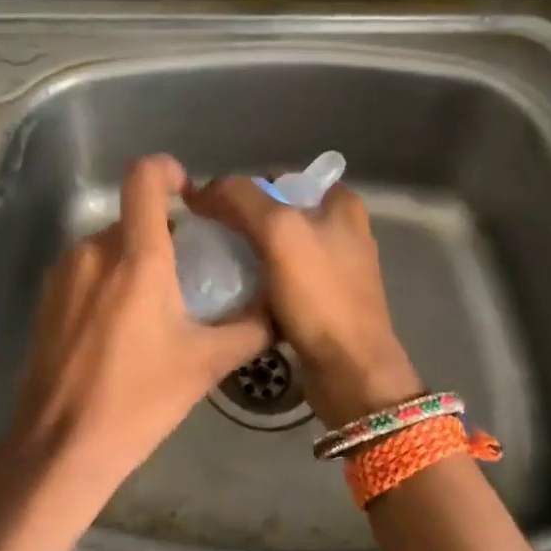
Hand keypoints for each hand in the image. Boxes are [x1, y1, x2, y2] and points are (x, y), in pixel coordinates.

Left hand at [0, 155, 273, 501]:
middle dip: (161, 235)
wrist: (61, 447)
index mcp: (137, 259)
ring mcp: (64, 271)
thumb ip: (250, 327)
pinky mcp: (46, 295)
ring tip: (154, 307)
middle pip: (133, 217)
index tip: (187, 191)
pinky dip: (108, 279)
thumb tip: (279, 306)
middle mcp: (95, 251)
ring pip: (108, 244)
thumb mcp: (206, 365)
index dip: (166, 170)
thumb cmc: (139, 402)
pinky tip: (119, 326)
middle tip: (187, 274)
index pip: (144, 178)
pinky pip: (86, 268)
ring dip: (134, 260)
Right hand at [185, 178, 420, 426]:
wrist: (350, 372)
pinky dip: (255, 283)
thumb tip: (200, 190)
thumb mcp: (279, 232)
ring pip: (274, 248)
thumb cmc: (320, 296)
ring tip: (212, 264)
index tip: (208, 208)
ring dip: (244, 253)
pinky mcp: (321, 301)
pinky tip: (232, 293)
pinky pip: (278, 280)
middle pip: (274, 212)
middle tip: (205, 236)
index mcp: (340, 204)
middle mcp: (340, 230)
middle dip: (239, 221)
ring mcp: (332, 268)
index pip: (277, 178)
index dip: (240, 188)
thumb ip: (240, 198)